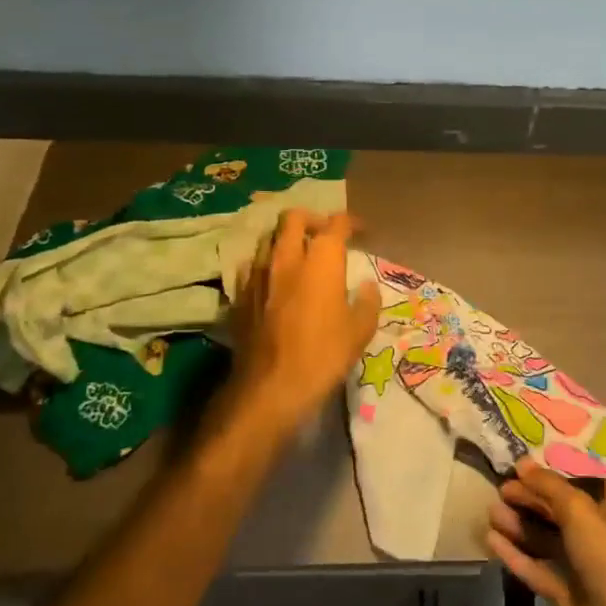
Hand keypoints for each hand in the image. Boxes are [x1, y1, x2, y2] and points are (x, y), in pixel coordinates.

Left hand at [227, 209, 379, 443]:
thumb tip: (365, 286)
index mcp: (321, 261)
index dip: (351, 222)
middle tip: (324, 235)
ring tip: (298, 256)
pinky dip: (265, 265)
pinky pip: (251, 266)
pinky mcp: (239, 295)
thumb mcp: (360, 331)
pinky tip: (273, 282)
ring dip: (285, 240)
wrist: (270, 388)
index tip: (361, 232)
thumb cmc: (323, 356)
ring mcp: (257, 275)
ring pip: (268, 238)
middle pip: (293, 218)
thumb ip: (367, 302)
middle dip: (311, 219)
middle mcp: (286, 258)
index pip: (336, 224)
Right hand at [488, 462, 605, 605]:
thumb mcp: (579, 509)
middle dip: (531, 498)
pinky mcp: (565, 593)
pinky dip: (516, 554)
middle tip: (501, 488)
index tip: (531, 464)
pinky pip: (536, 567)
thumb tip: (522, 463)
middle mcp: (597, 533)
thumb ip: (549, 486)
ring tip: (491, 511)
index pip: (585, 481)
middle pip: (559, 510)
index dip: (560, 472)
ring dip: (519, 524)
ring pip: (545, 538)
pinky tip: (491, 540)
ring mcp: (580, 565)